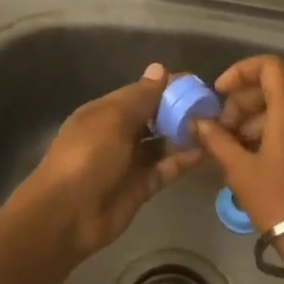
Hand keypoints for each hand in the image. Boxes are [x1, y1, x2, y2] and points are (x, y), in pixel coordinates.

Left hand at [9, 62, 202, 262]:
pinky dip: (183, 160)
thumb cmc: (87, 156)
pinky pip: (166, 168)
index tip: (198, 83)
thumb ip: (141, 97)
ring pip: (162, 142)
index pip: (141, 92)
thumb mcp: (113, 120)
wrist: (67, 215)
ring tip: (216, 126)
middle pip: (154, 117)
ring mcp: (130, 161)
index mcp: (106, 111)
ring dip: (184, 134)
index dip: (167, 87)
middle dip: (180, 110)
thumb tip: (159, 68)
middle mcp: (119, 133)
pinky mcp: (142, 186)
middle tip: (214, 105)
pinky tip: (206, 150)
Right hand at [193, 55, 283, 236]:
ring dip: (250, 123)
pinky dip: (265, 137)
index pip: (268, 66)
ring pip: (278, 112)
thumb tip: (197, 122)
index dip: (240, 71)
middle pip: (270, 89)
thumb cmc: (279, 200)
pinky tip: (248, 164)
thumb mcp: (240, 170)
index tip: (220, 93)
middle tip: (219, 130)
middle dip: (240, 103)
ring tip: (229, 150)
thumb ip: (216, 140)